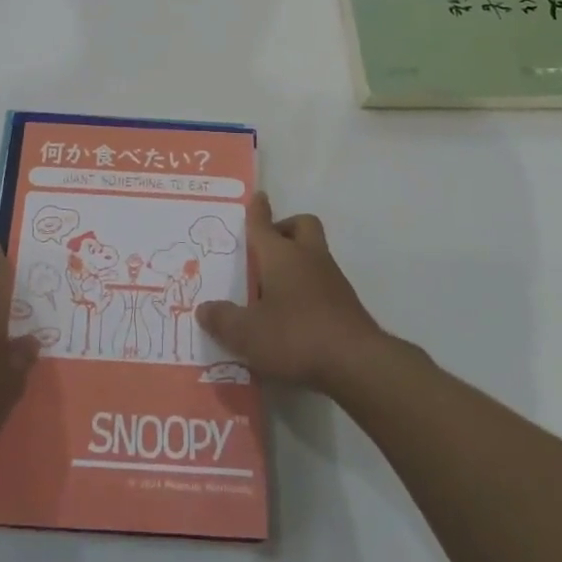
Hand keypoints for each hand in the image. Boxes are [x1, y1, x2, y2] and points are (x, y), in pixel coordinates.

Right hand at [196, 193, 386, 393]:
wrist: (357, 363)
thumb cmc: (296, 336)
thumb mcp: (247, 334)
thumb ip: (223, 320)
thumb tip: (204, 310)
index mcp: (281, 255)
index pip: (263, 224)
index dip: (257, 211)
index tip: (258, 197)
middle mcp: (308, 257)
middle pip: (301, 226)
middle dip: (284, 229)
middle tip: (265, 251)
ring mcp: (332, 279)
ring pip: (313, 253)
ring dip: (296, 261)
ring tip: (272, 290)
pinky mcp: (346, 303)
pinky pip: (322, 282)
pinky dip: (307, 288)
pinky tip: (293, 316)